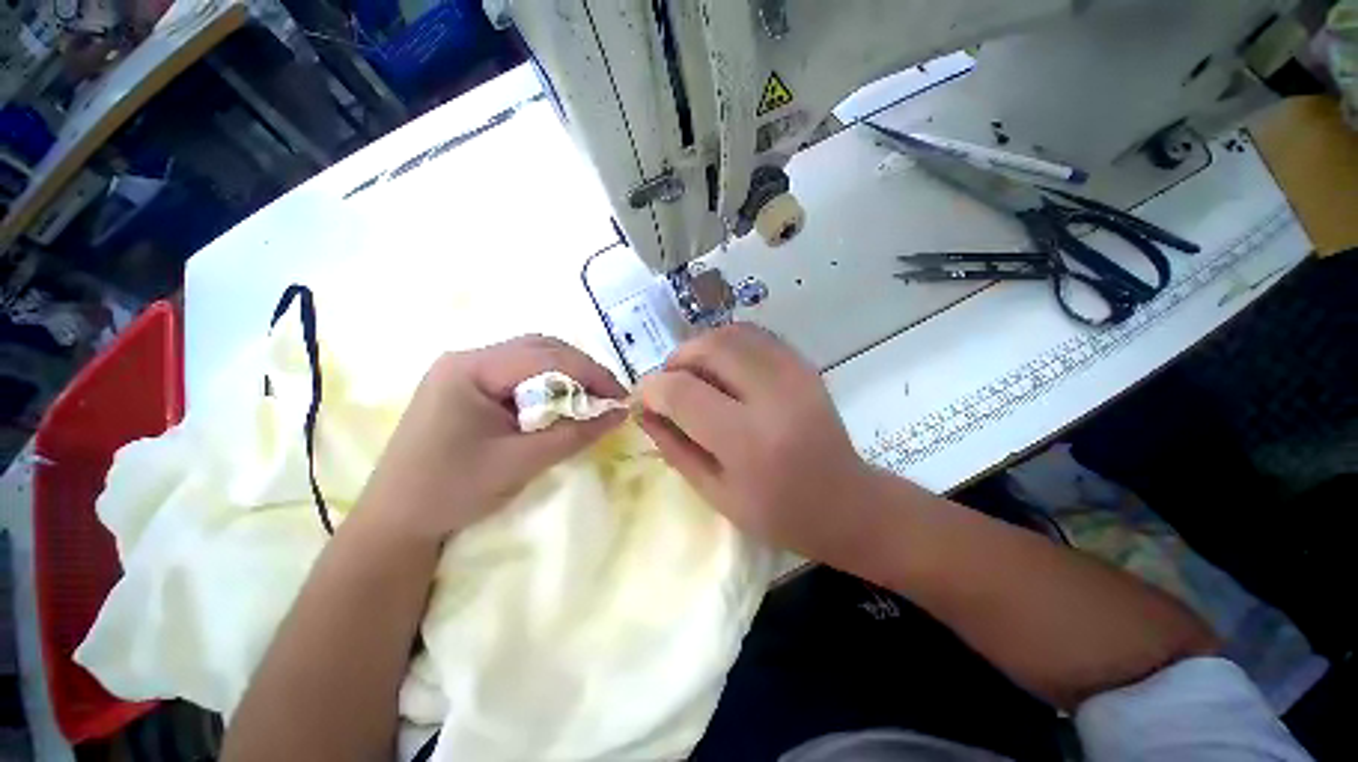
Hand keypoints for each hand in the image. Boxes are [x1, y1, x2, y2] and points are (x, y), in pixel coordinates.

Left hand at [356, 336, 626, 543]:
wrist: (397, 518)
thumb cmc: (452, 489)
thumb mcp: (516, 464)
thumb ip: (569, 435)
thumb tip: (617, 413)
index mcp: (470, 366)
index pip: (543, 354)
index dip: (589, 373)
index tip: (621, 401)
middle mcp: (461, 359)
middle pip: (531, 350)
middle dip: (575, 373)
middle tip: (606, 404)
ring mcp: (453, 375)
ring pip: (518, 365)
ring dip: (554, 383)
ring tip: (582, 411)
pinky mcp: (452, 395)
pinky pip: (502, 383)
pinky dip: (531, 395)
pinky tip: (544, 417)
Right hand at [637, 324, 887, 565]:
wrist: (844, 503)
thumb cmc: (778, 514)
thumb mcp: (717, 494)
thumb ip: (676, 448)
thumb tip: (644, 410)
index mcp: (748, 440)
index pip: (683, 391)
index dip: (652, 390)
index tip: (641, 401)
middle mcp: (773, 396)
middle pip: (709, 348)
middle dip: (675, 361)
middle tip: (667, 387)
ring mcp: (795, 375)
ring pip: (733, 333)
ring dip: (701, 348)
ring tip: (693, 378)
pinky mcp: (805, 366)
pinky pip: (757, 337)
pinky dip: (729, 346)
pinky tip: (724, 373)